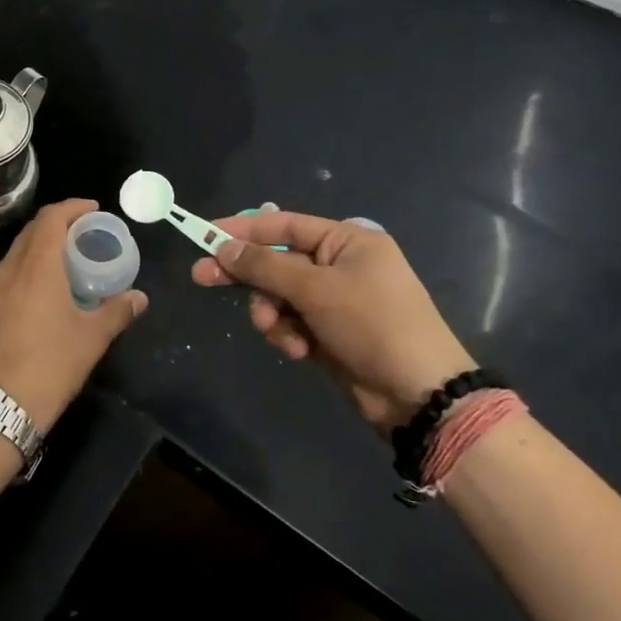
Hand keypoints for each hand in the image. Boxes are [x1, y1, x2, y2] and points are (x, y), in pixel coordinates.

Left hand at [0, 199, 147, 434]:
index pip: (51, 219)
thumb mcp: (92, 338)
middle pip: (33, 230)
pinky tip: (45, 285)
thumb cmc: (51, 365)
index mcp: (37, 267)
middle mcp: (11, 269)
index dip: (72, 208)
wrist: (0, 405)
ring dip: (42, 243)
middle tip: (85, 231)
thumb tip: (140, 297)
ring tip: (67, 255)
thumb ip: (118, 311)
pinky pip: (9, 271)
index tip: (93, 210)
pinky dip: (29, 264)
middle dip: (59, 223)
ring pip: (18, 250)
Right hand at [191, 211, 473, 433]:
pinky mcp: (328, 331)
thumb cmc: (373, 325)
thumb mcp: (316, 289)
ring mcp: (334, 300)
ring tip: (283, 335)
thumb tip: (223, 247)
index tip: (205, 234)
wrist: (418, 395)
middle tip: (202, 278)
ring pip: (278, 295)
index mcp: (347, 241)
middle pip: (277, 261)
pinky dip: (288, 334)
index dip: (242, 229)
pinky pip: (290, 322)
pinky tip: (300, 351)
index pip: (283, 225)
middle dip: (247, 276)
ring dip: (272, 314)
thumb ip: (265, 266)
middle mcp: (339, 264)